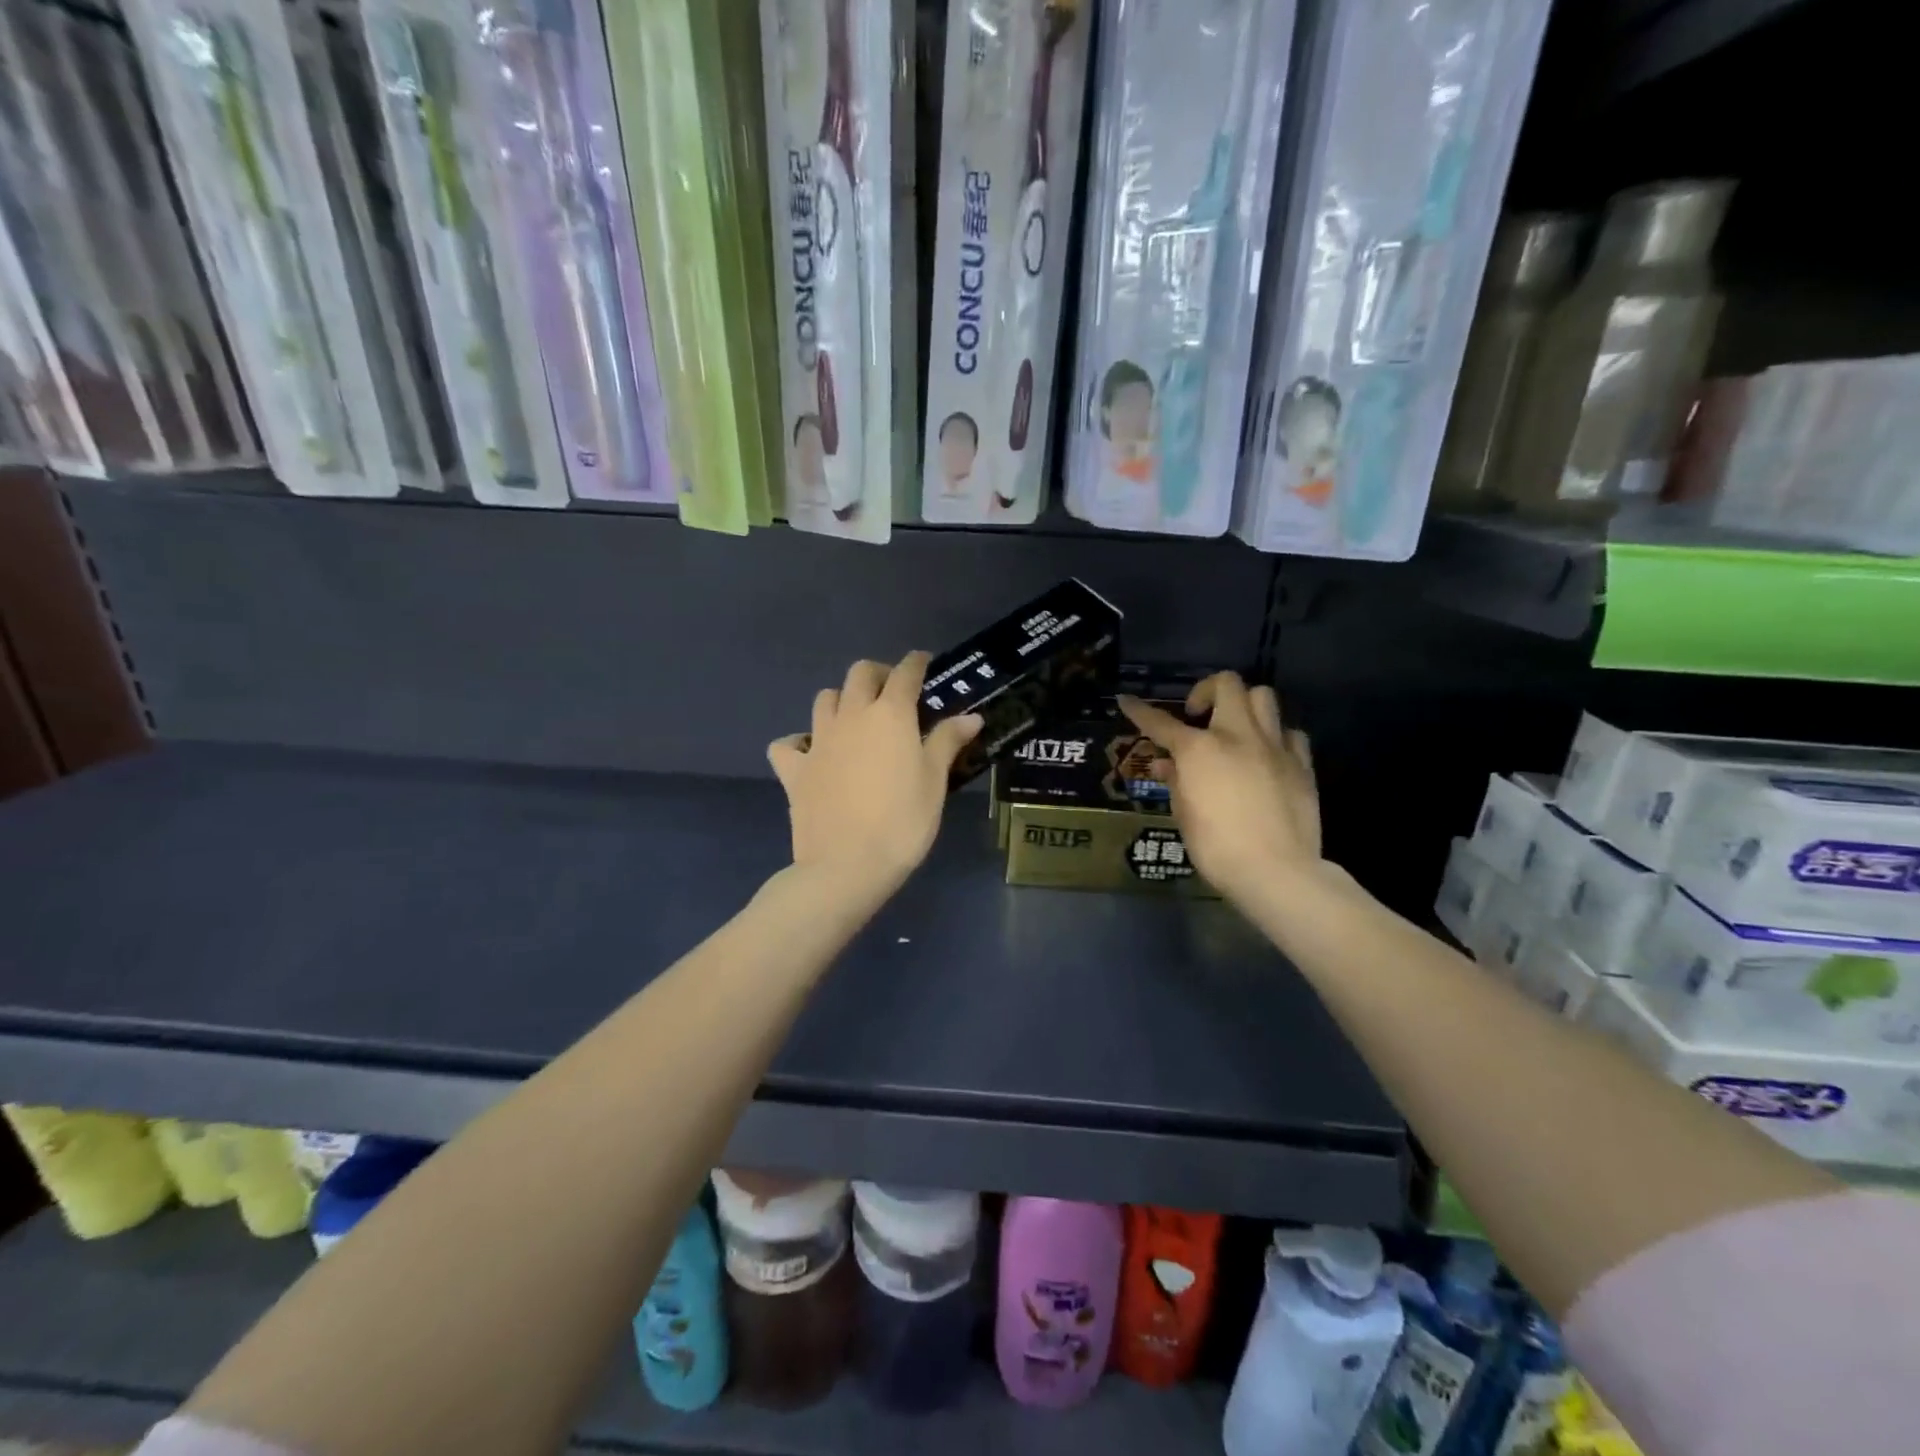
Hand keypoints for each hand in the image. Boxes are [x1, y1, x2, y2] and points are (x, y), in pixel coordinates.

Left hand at [768, 653, 981, 898]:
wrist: (847, 866)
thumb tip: (971, 716)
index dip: (916, 663)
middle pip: (859, 674)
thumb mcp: (934, 782)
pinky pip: (788, 744)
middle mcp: (851, 716)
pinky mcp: (794, 770)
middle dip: (877, 674)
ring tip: (855, 719)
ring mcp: (817, 741)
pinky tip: (810, 754)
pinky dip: (798, 743)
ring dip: (841, 699)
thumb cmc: (903, 823)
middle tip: (892, 692)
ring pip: (824, 699)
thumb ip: (948, 742)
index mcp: (890, 715)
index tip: (924, 663)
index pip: (905, 673)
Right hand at [1118, 673, 1320, 903]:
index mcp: (1199, 750)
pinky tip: (1267, 754)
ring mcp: (1274, 746)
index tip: (1126, 700)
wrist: (1276, 871)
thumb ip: (1176, 782)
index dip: (1139, 711)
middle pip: (1227, 684)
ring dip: (1244, 705)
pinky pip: (1289, 732)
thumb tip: (1167, 764)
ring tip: (1235, 729)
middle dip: (1206, 690)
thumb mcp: (1184, 815)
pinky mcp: (1301, 763)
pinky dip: (1275, 735)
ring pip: (1263, 696)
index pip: (1160, 722)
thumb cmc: (1217, 848)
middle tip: (1197, 714)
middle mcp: (1237, 736)